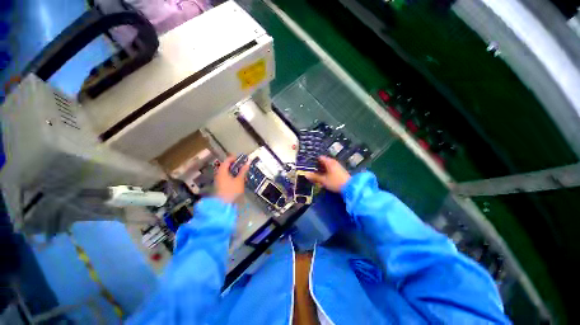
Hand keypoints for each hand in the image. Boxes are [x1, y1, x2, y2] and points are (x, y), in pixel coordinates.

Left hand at [214, 156, 249, 202]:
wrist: (224, 205)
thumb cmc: (232, 191)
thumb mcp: (240, 180)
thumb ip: (243, 171)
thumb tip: (247, 163)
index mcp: (222, 171)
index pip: (227, 161)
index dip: (234, 158)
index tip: (242, 159)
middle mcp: (219, 174)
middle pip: (226, 166)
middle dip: (235, 165)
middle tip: (243, 166)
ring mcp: (219, 180)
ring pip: (227, 172)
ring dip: (235, 171)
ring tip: (243, 174)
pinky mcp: (220, 185)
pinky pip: (226, 177)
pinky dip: (232, 176)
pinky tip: (239, 180)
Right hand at [305, 156, 350, 192]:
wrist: (350, 187)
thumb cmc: (335, 182)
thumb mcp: (323, 180)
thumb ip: (314, 177)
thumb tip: (306, 174)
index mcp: (329, 162)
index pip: (320, 158)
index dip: (314, 161)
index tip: (309, 165)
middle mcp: (333, 162)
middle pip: (323, 162)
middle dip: (317, 166)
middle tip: (311, 170)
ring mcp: (338, 167)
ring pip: (327, 166)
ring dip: (322, 170)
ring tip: (316, 175)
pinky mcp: (340, 172)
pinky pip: (331, 170)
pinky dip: (326, 172)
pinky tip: (324, 177)